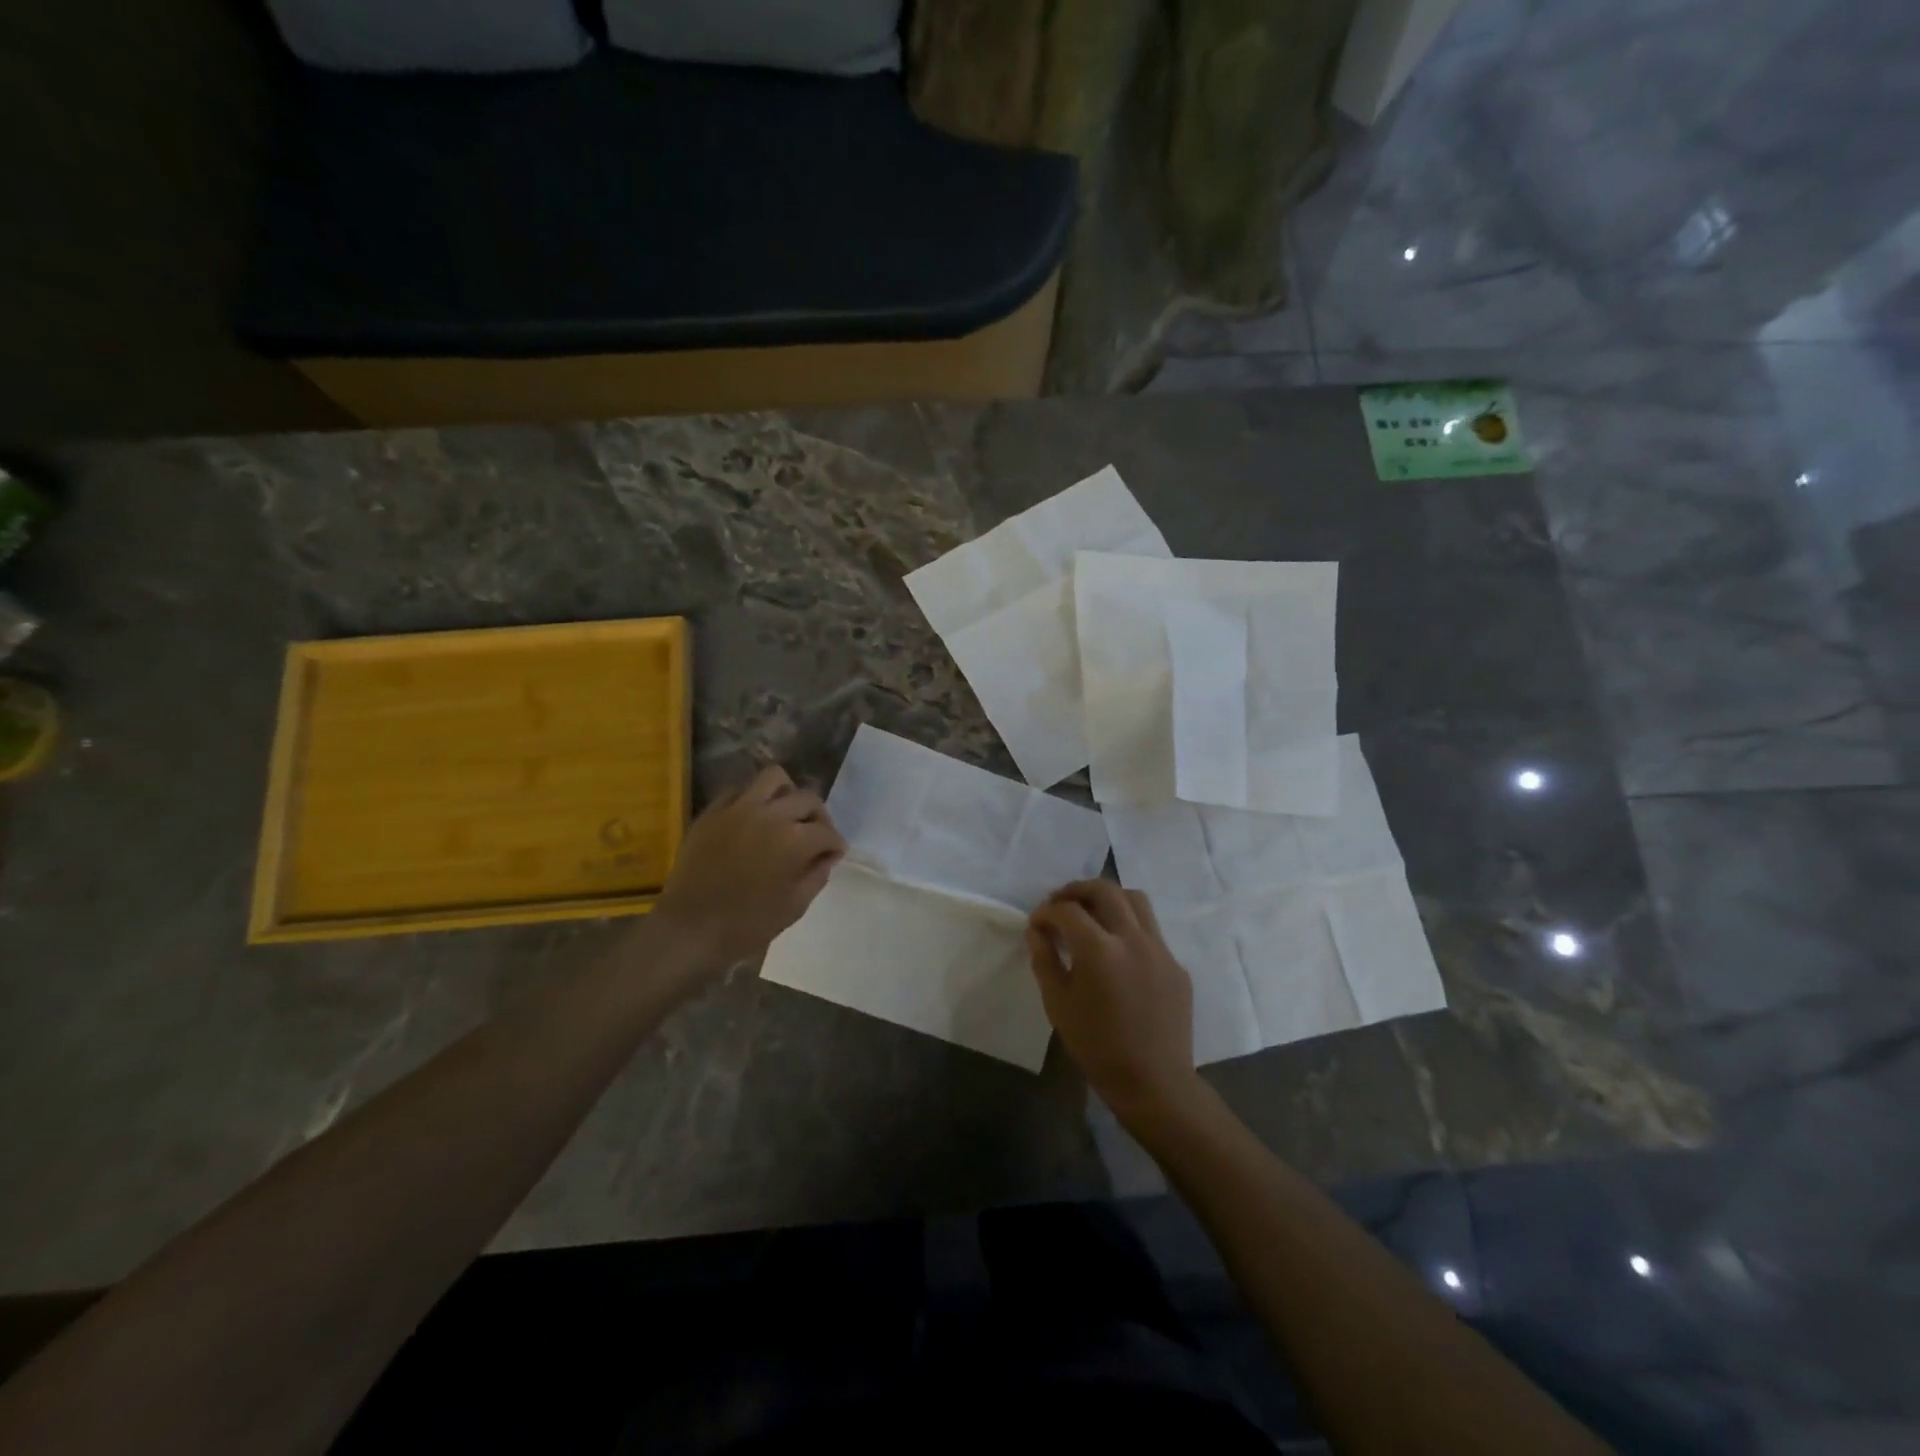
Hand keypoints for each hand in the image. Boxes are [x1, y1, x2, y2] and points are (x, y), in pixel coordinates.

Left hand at [654, 765, 846, 966]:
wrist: (689, 930)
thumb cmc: (747, 926)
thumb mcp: (794, 907)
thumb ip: (816, 876)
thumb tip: (825, 857)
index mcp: (795, 840)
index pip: (827, 832)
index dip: (835, 844)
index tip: (833, 855)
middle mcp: (771, 815)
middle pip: (807, 798)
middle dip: (818, 817)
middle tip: (814, 836)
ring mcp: (738, 808)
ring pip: (774, 778)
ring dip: (787, 794)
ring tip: (784, 814)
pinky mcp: (713, 812)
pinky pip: (738, 790)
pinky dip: (752, 799)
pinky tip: (752, 820)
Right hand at [1027, 881, 1197, 1116]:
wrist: (1153, 1082)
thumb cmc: (1097, 1047)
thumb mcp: (1058, 1004)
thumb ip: (1044, 960)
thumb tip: (1036, 931)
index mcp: (1100, 950)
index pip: (1068, 911)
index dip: (1047, 911)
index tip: (1037, 923)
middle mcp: (1133, 939)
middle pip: (1105, 890)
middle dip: (1076, 890)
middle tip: (1060, 903)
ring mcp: (1161, 949)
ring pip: (1135, 900)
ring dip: (1109, 898)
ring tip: (1092, 914)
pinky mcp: (1176, 964)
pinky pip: (1151, 931)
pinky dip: (1129, 927)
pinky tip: (1118, 952)